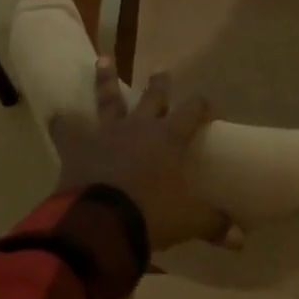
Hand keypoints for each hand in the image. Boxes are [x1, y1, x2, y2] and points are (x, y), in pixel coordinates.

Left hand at [49, 60, 231, 251]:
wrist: (99, 223)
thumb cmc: (150, 215)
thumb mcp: (188, 221)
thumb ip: (213, 224)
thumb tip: (242, 239)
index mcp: (169, 137)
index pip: (192, 110)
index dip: (202, 106)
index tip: (208, 108)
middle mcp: (139, 126)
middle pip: (153, 97)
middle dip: (160, 83)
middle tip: (161, 69)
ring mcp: (106, 133)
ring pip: (109, 99)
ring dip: (106, 80)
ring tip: (103, 59)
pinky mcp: (77, 146)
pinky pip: (67, 129)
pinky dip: (62, 122)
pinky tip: (57, 113)